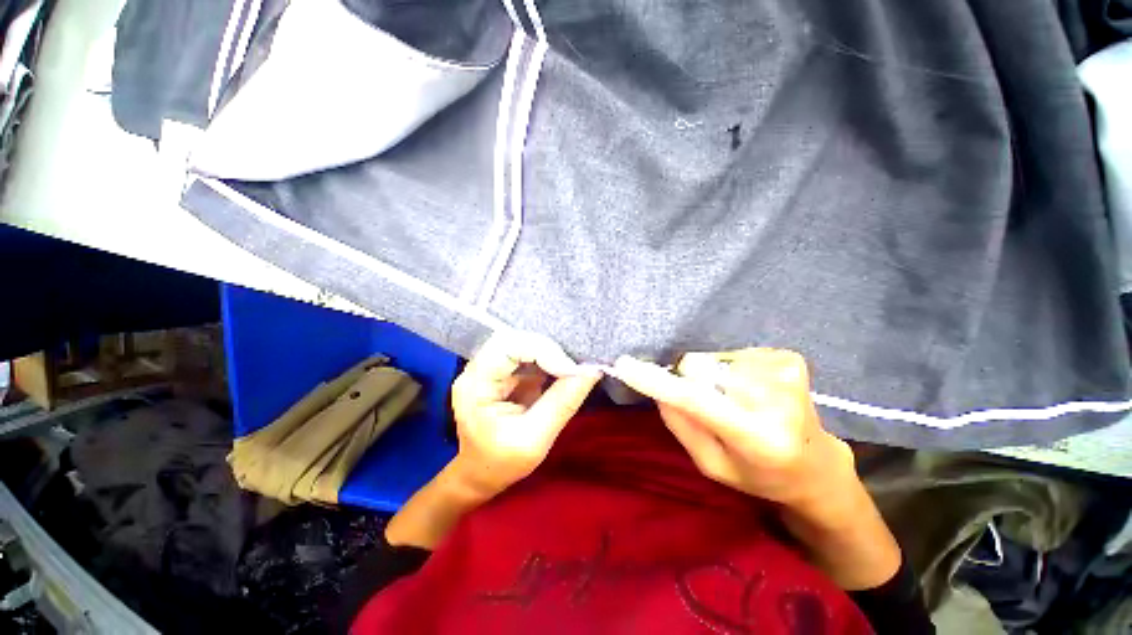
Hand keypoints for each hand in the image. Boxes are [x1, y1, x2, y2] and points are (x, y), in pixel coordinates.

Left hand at [449, 330, 602, 498]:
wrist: (483, 474)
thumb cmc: (502, 463)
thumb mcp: (535, 440)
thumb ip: (563, 403)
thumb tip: (592, 370)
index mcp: (475, 385)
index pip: (507, 347)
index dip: (543, 350)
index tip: (572, 370)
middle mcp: (478, 368)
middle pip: (514, 338)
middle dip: (548, 347)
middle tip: (575, 364)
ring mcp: (490, 367)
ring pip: (522, 342)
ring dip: (550, 351)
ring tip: (574, 364)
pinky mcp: (505, 370)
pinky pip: (528, 353)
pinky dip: (549, 358)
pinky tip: (565, 368)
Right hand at [611, 348, 856, 513]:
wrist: (816, 464)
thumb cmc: (760, 474)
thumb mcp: (712, 465)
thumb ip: (682, 426)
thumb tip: (658, 388)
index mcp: (758, 438)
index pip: (696, 400)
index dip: (658, 382)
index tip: (624, 365)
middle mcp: (776, 399)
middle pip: (699, 368)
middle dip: (691, 381)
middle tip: (709, 404)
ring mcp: (786, 371)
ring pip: (712, 359)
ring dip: (711, 377)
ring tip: (734, 400)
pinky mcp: (788, 357)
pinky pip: (731, 353)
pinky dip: (729, 370)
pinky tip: (749, 390)